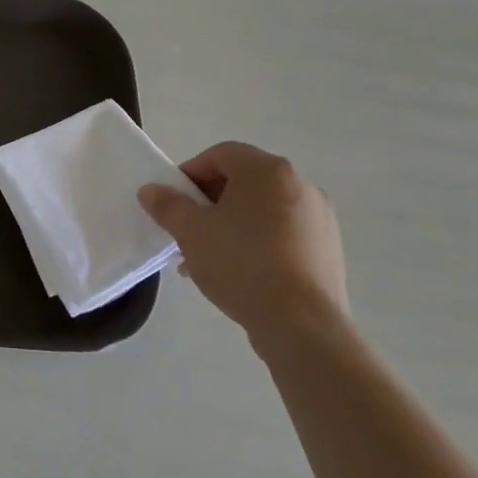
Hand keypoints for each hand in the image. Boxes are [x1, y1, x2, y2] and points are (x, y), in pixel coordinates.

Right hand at [137, 142, 350, 352]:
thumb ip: (167, 205)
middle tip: (186, 228)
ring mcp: (319, 218)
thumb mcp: (190, 231)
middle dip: (208, 201)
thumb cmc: (241, 264)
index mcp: (268, 171)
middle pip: (242, 180)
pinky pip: (281, 233)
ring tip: (206, 256)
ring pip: (261, 210)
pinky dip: (255, 241)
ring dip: (229, 223)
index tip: (172, 201)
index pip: (221, 154)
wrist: (301, 323)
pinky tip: (237, 271)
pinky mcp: (327, 249)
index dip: (190, 172)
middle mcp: (300, 185)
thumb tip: (151, 190)